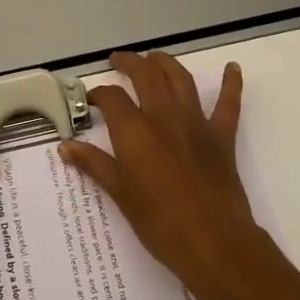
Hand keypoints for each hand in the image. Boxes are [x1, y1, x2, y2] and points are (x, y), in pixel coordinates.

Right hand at [59, 51, 275, 299]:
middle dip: (130, 63)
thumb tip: (65, 146)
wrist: (213, 242)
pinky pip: (228, 105)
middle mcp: (164, 117)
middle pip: (146, 75)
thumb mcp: (120, 194)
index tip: (92, 99)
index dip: (99, 93)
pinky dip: (232, 84)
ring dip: (166, 63)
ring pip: (181, 79)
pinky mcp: (221, 137)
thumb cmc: (159, 223)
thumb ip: (94, 164)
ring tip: (155, 58)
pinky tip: (233, 68)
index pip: (112, 98)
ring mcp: (196, 123)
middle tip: (118, 61)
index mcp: (135, 131)